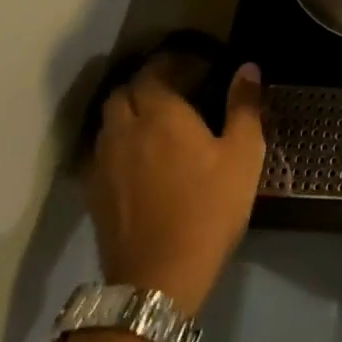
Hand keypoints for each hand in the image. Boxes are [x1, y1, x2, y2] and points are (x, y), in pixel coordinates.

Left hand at [83, 59, 266, 313]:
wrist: (159, 278)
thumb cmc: (209, 207)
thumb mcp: (243, 154)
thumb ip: (244, 106)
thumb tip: (247, 68)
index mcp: (160, 114)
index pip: (154, 71)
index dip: (172, 63)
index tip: (197, 66)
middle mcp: (125, 130)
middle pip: (123, 92)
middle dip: (146, 85)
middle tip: (176, 91)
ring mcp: (103, 163)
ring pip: (108, 122)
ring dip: (128, 113)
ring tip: (156, 123)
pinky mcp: (94, 193)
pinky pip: (101, 152)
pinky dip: (118, 143)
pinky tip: (139, 159)